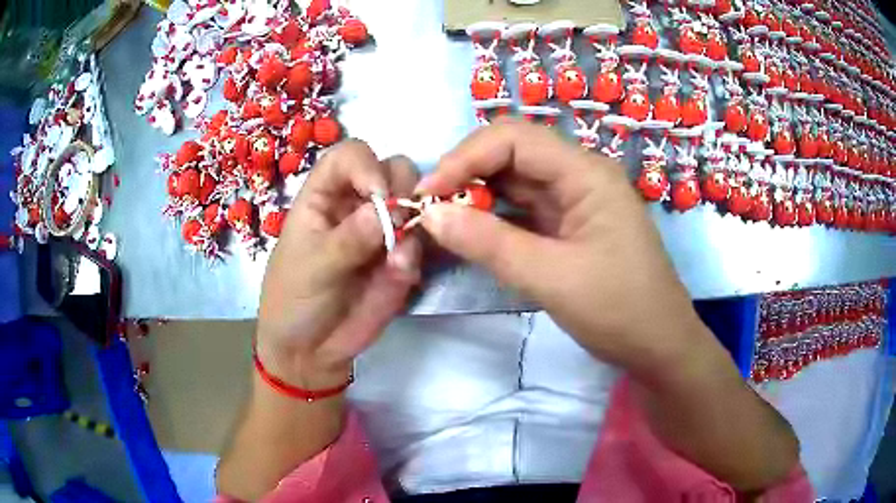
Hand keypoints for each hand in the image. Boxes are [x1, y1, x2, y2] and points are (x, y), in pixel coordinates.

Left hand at [257, 140, 420, 389]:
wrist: (311, 350)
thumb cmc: (295, 299)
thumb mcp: (312, 268)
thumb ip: (348, 239)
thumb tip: (384, 209)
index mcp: (323, 196)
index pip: (349, 156)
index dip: (366, 165)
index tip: (378, 194)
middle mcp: (355, 204)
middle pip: (392, 169)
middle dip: (401, 188)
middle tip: (397, 223)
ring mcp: (381, 230)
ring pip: (414, 201)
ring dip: (416, 220)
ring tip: (397, 258)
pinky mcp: (399, 258)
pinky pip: (421, 242)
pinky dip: (416, 254)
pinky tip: (401, 275)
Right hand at [417, 119, 703, 378]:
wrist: (658, 346)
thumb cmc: (619, 310)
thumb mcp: (552, 278)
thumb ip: (490, 243)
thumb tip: (430, 215)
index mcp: (586, 173)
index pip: (514, 138)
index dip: (464, 158)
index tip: (428, 196)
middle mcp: (580, 175)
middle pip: (513, 152)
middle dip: (467, 173)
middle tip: (431, 208)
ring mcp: (575, 200)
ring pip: (515, 180)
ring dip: (477, 195)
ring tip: (442, 221)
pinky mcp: (569, 225)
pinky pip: (524, 208)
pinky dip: (494, 217)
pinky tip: (471, 232)